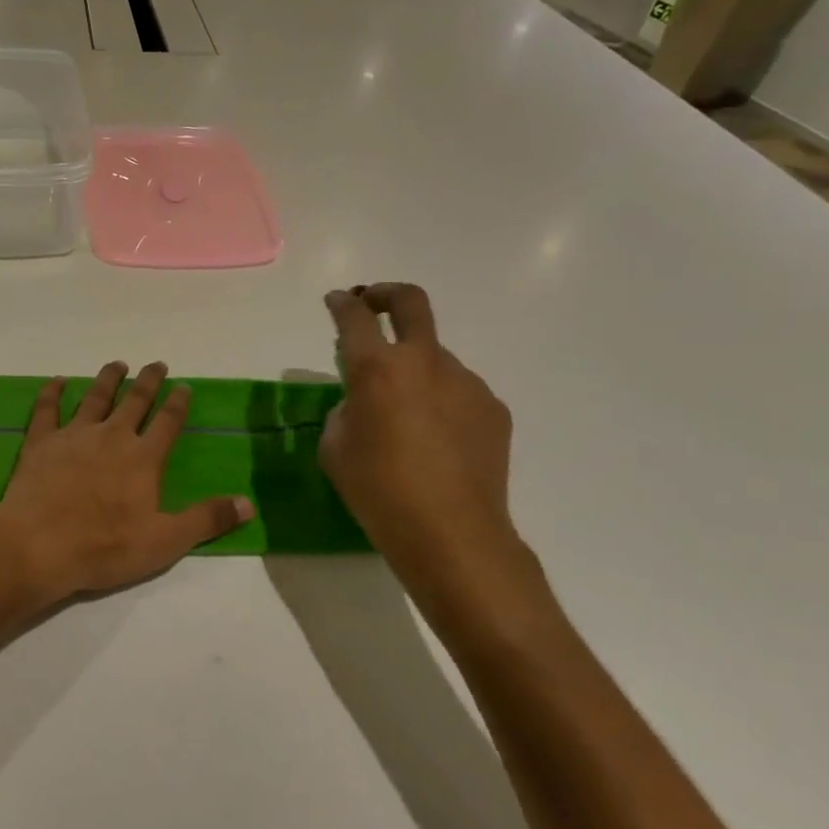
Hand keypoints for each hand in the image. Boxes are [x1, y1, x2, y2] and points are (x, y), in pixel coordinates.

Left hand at [0, 362, 252, 602]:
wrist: (39, 544)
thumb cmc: (105, 546)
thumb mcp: (165, 541)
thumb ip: (207, 519)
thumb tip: (249, 503)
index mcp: (143, 458)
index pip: (167, 423)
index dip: (178, 403)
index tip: (184, 385)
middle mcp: (111, 436)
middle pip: (134, 401)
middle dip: (148, 381)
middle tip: (156, 364)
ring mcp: (74, 435)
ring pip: (95, 397)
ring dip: (108, 379)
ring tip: (118, 364)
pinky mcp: (41, 442)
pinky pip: (47, 409)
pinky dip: (52, 392)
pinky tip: (57, 380)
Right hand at [321, 284, 541, 619]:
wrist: (452, 534)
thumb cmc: (378, 491)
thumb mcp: (336, 448)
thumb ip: (345, 410)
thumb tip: (364, 402)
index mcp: (377, 369)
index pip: (354, 317)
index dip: (342, 304)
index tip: (336, 301)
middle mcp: (424, 362)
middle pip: (410, 302)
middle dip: (385, 293)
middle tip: (371, 303)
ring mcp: (465, 382)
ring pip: (434, 356)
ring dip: (414, 367)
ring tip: (405, 412)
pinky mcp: (492, 407)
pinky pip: (458, 390)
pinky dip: (440, 399)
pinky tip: (435, 439)